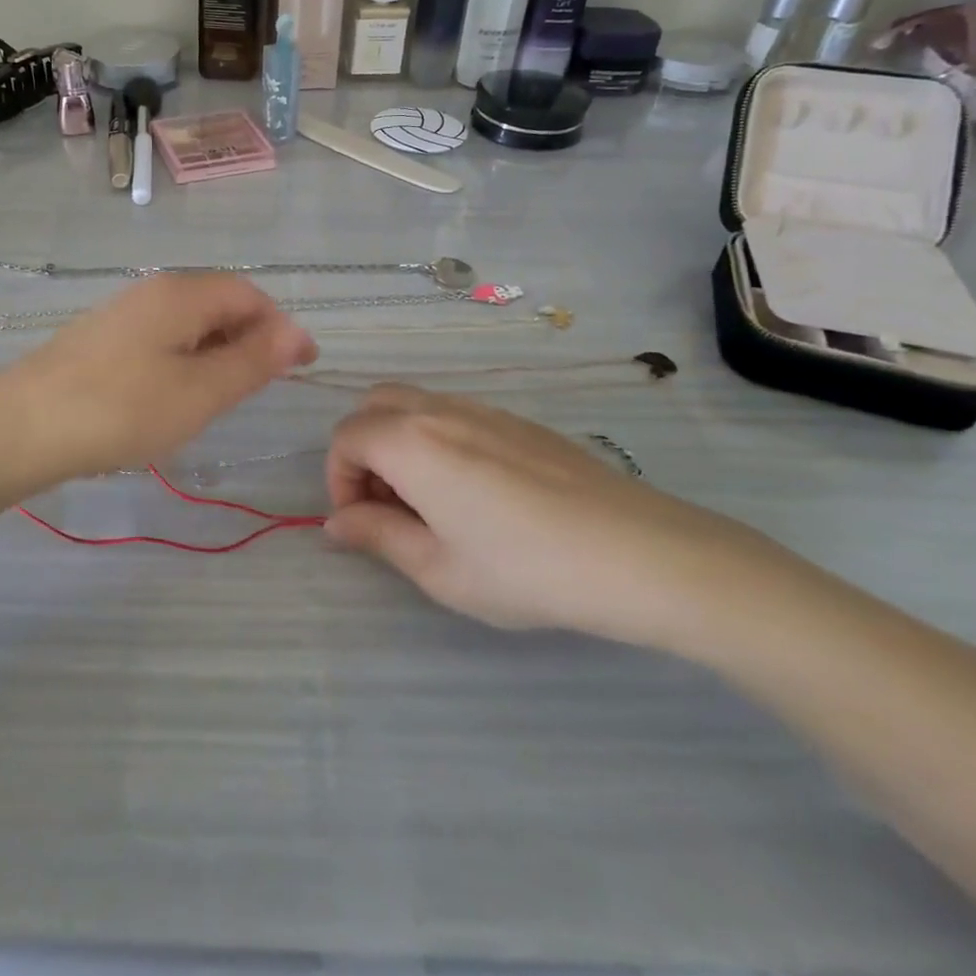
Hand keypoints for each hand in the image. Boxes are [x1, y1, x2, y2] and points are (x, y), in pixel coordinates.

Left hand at [0, 275, 316, 493]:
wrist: (18, 428)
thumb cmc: (119, 410)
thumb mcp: (199, 392)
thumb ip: (252, 361)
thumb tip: (298, 334)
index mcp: (181, 294)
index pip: (249, 294)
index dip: (281, 327)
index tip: (302, 367)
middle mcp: (152, 291)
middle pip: (218, 304)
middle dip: (250, 340)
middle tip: (263, 387)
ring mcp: (121, 313)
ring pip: (187, 324)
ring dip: (216, 353)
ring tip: (222, 397)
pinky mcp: (99, 339)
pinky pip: (159, 339)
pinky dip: (183, 361)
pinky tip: (172, 397)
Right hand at [323, 385, 760, 648]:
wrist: (638, 553)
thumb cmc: (525, 569)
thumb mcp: (439, 569)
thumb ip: (378, 536)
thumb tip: (337, 522)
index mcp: (410, 441)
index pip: (346, 438)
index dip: (339, 479)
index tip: (361, 523)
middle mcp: (439, 410)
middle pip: (374, 405)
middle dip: (363, 450)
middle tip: (387, 505)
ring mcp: (483, 409)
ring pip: (415, 405)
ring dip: (399, 443)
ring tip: (430, 503)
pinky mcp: (519, 421)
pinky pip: (454, 414)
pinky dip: (438, 439)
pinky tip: (476, 493)